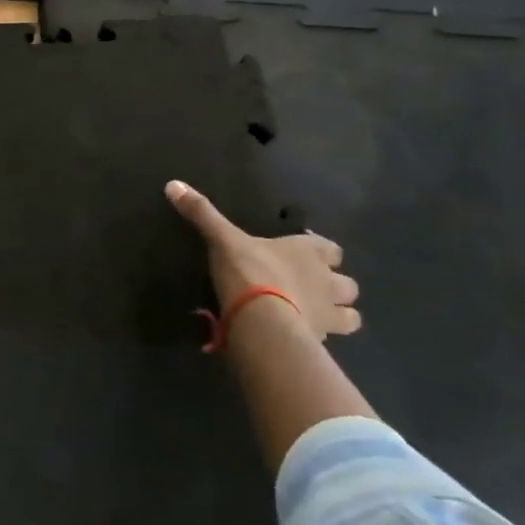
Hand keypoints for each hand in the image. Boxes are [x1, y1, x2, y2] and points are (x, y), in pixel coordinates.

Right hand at [165, 180, 360, 340]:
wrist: (262, 320)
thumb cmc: (249, 271)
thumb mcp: (222, 239)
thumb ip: (202, 214)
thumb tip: (174, 184)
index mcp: (309, 253)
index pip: (330, 248)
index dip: (320, 250)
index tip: (303, 252)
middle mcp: (327, 281)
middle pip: (347, 284)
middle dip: (335, 286)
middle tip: (312, 287)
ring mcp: (328, 314)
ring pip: (350, 315)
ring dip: (338, 314)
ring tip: (316, 315)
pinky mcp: (320, 340)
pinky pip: (329, 340)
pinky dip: (320, 337)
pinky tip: (302, 336)